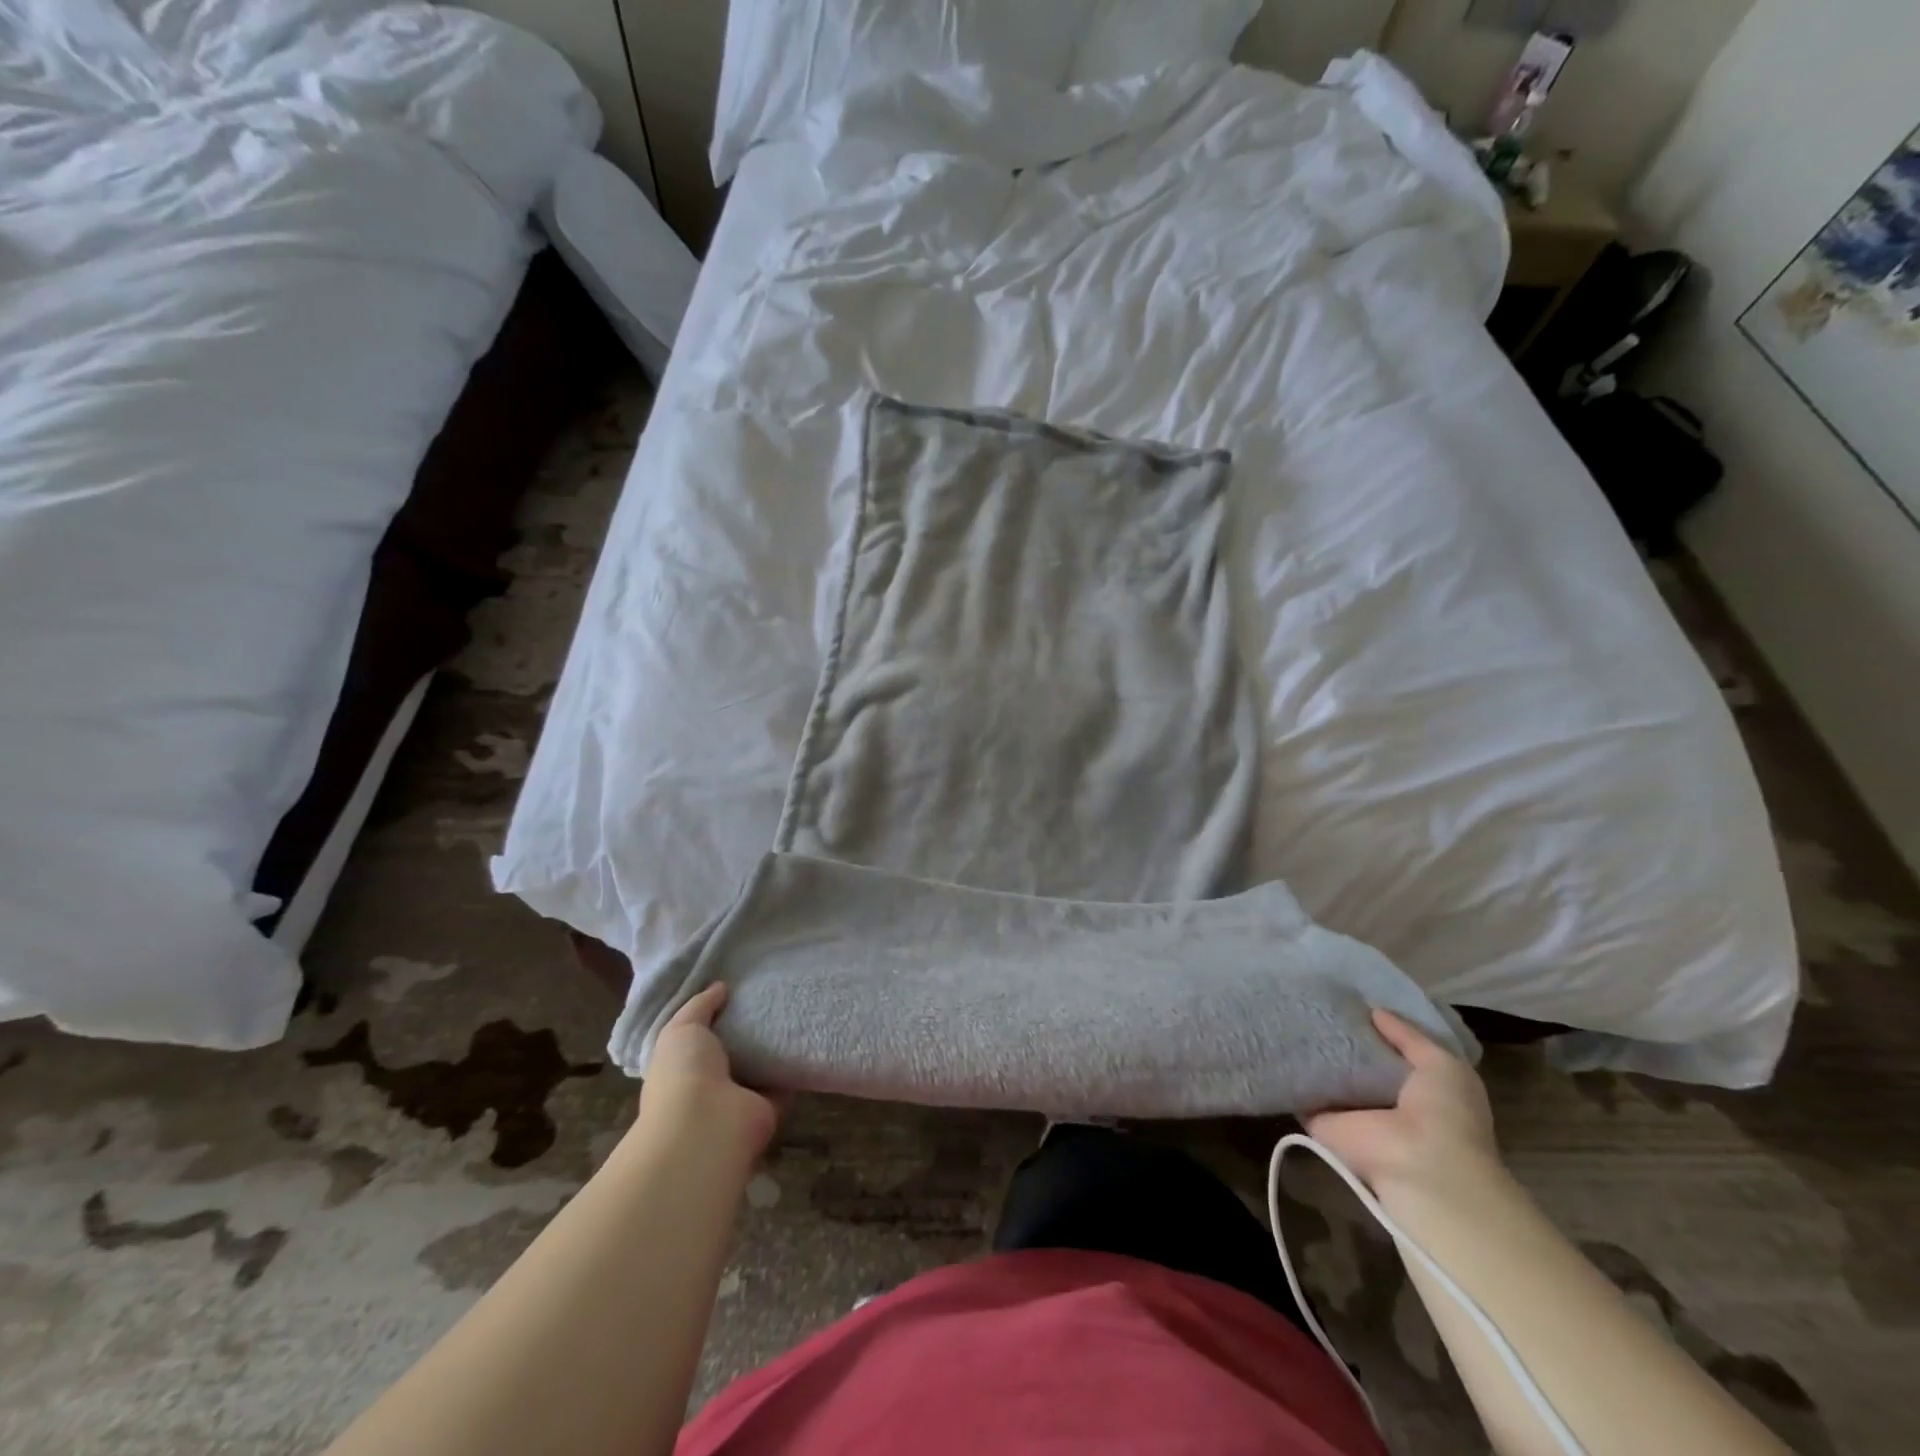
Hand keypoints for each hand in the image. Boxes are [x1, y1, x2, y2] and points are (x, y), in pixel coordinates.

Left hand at [640, 984, 778, 1160]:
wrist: (707, 1126)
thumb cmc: (684, 1074)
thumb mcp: (682, 1029)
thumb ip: (700, 1006)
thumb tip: (720, 986)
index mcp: (682, 1067)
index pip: (698, 1038)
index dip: (715, 1015)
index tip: (736, 989)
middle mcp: (709, 1085)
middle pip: (732, 1051)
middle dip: (748, 1027)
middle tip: (771, 994)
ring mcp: (739, 1098)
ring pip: (759, 1066)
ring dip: (772, 1046)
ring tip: (794, 1008)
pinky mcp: (768, 1106)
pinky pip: (784, 1080)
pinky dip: (794, 1064)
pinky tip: (807, 1034)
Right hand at [1306, 1008, 1502, 1204]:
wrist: (1419, 1165)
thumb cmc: (1445, 1113)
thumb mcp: (1441, 1064)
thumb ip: (1408, 1036)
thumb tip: (1374, 1011)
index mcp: (1416, 1086)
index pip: (1390, 1049)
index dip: (1374, 1026)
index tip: (1350, 998)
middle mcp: (1381, 1098)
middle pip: (1355, 1060)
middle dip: (1339, 1035)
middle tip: (1313, 1001)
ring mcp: (1349, 1110)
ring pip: (1326, 1074)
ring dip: (1312, 1051)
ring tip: (1288, 1012)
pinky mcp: (1319, 1119)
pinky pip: (1301, 1090)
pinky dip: (1289, 1072)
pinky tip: (1275, 1040)